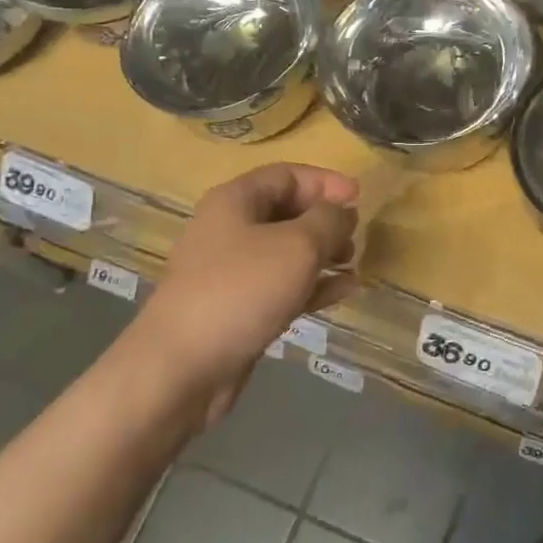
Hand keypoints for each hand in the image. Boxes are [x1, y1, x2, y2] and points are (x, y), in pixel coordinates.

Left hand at [138, 164, 358, 423]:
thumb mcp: (297, 245)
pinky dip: (312, 285)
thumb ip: (328, 220)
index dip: (325, 182)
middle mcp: (230, 230)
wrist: (182, 368)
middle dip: (325, 221)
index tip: (359, 197)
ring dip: (322, 254)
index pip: (286, 175)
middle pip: (286, 212)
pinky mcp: (238, 309)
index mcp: (235, 201)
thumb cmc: (242, 290)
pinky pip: (282, 286)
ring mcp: (232, 272)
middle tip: (355, 236)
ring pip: (286, 252)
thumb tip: (342, 212)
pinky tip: (344, 291)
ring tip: (352, 265)